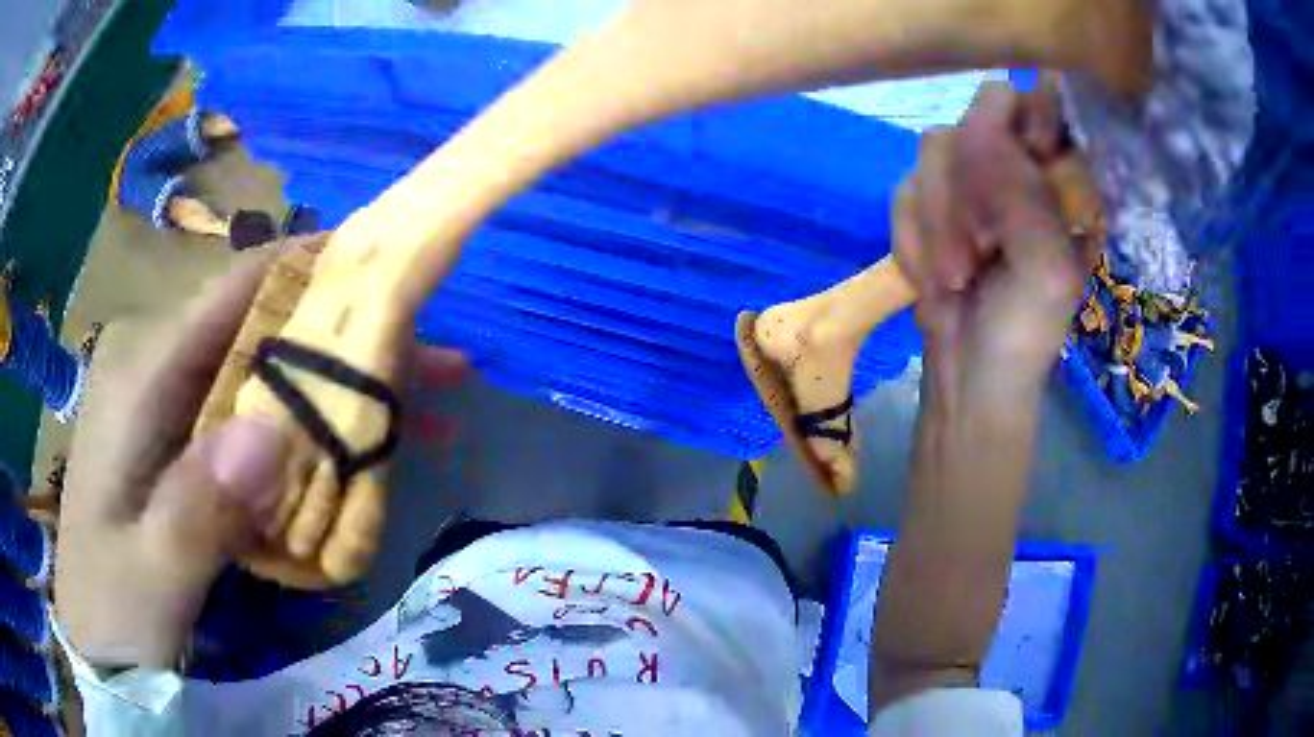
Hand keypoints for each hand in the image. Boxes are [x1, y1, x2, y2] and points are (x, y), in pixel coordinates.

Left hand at [54, 235, 468, 668]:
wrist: (96, 638)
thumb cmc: (112, 605)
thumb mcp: (150, 572)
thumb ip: (197, 506)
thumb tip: (271, 431)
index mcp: (144, 377)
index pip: (235, 289)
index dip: (311, 267)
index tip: (389, 269)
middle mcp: (163, 373)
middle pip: (265, 331)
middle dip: (347, 342)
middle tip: (436, 367)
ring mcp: (176, 413)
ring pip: (269, 378)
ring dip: (340, 392)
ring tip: (424, 415)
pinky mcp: (190, 451)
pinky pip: (259, 425)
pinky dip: (313, 436)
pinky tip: (357, 461)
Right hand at [894, 81, 1094, 412]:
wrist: (966, 378)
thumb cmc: (1024, 333)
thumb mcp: (1044, 270)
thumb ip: (1024, 195)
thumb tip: (980, 124)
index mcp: (1064, 178)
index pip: (1045, 102)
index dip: (1026, 120)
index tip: (1013, 171)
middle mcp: (1019, 164)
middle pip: (979, 115)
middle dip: (969, 187)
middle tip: (980, 249)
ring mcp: (972, 179)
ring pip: (935, 149)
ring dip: (938, 221)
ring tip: (956, 276)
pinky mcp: (930, 199)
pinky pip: (904, 186)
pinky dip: (913, 236)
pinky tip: (933, 274)